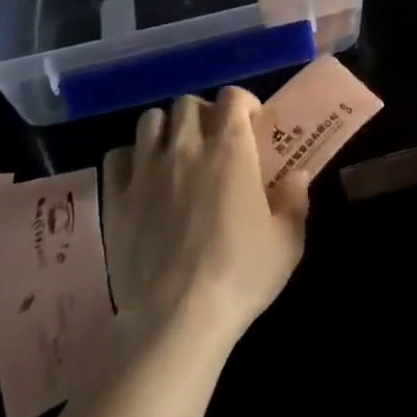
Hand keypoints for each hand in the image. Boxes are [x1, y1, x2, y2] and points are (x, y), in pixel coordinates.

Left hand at [102, 89, 308, 350]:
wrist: (177, 319)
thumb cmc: (240, 275)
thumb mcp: (287, 242)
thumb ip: (295, 201)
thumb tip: (298, 176)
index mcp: (231, 150)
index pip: (233, 97)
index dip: (243, 103)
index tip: (251, 125)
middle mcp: (187, 147)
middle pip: (187, 103)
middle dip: (202, 113)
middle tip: (213, 140)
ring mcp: (147, 171)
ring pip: (150, 120)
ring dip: (166, 129)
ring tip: (175, 152)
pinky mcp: (118, 199)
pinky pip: (118, 156)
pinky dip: (130, 159)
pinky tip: (142, 177)